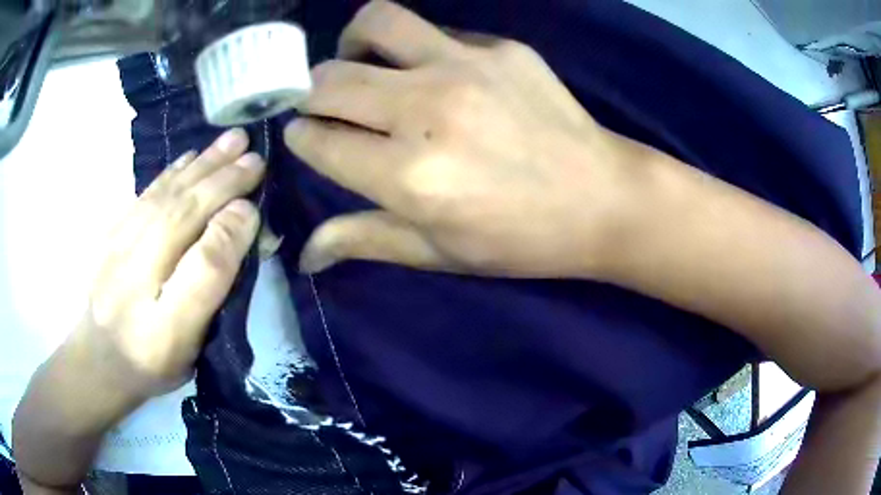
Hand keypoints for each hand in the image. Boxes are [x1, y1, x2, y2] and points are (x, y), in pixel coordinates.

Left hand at [78, 128, 263, 399]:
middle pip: (183, 213)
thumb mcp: (188, 345)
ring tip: (230, 142)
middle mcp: (136, 266)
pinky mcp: (112, 234)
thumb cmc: (150, 361)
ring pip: (165, 197)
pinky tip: (188, 159)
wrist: (98, 360)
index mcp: (161, 312)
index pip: (204, 262)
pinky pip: (145, 196)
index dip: (232, 228)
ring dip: (200, 166)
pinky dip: (170, 173)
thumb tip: (238, 225)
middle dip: (221, 180)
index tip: (258, 199)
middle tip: (254, 154)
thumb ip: (209, 285)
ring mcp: (119, 243)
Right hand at [286, 0, 645, 277]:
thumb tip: (306, 254)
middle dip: (310, 93)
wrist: (602, 199)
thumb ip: (364, 240)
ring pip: (375, 23)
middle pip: (330, 79)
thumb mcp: (439, 253)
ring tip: (360, 63)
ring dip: (352, 43)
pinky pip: (435, 31)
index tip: (304, 136)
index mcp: (408, 176)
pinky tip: (430, 71)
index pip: (319, 140)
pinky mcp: (501, 48)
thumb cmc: (521, 239)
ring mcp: (466, 67)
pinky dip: (414, 47)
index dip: (301, 137)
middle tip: (324, 105)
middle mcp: (426, 110)